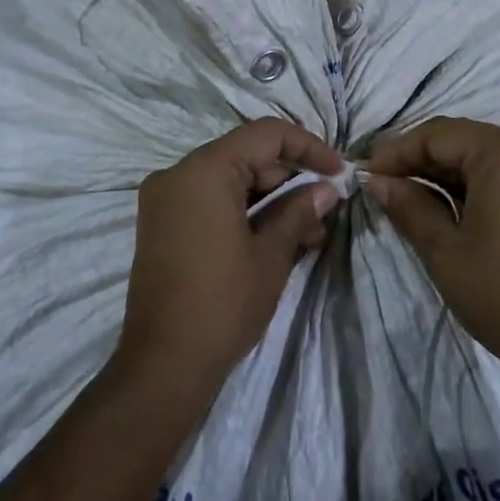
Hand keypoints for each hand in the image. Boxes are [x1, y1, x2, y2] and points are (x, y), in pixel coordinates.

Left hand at [117, 119, 341, 396]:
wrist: (162, 365)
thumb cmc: (223, 303)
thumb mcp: (271, 255)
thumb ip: (299, 212)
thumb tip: (326, 190)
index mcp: (204, 170)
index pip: (265, 135)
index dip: (307, 147)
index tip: (338, 172)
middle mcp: (178, 173)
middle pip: (245, 157)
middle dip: (289, 179)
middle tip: (325, 211)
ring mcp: (164, 199)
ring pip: (229, 181)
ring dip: (269, 200)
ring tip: (309, 234)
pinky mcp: (161, 225)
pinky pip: (209, 202)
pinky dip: (242, 212)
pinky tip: (275, 239)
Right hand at [366, 118, 499, 379]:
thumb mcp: (444, 250)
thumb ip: (408, 205)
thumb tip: (378, 182)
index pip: (439, 134)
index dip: (398, 150)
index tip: (367, 173)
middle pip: (463, 139)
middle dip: (419, 157)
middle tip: (383, 181)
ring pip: (483, 155)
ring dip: (444, 170)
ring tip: (407, 193)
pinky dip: (472, 182)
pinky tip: (444, 202)